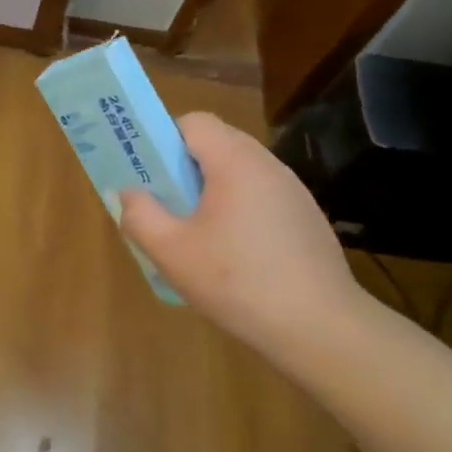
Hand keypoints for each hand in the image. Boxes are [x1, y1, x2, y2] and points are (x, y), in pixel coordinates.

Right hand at [118, 112, 365, 367]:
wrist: (321, 329)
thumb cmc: (238, 282)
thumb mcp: (172, 253)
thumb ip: (140, 215)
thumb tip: (130, 193)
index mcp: (235, 161)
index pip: (194, 122)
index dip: (164, 140)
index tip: (150, 175)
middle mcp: (268, 165)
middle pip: (217, 145)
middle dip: (184, 168)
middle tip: (166, 206)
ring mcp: (293, 191)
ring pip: (239, 173)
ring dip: (211, 191)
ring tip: (196, 235)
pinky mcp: (306, 218)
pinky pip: (260, 197)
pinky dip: (239, 211)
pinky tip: (235, 256)